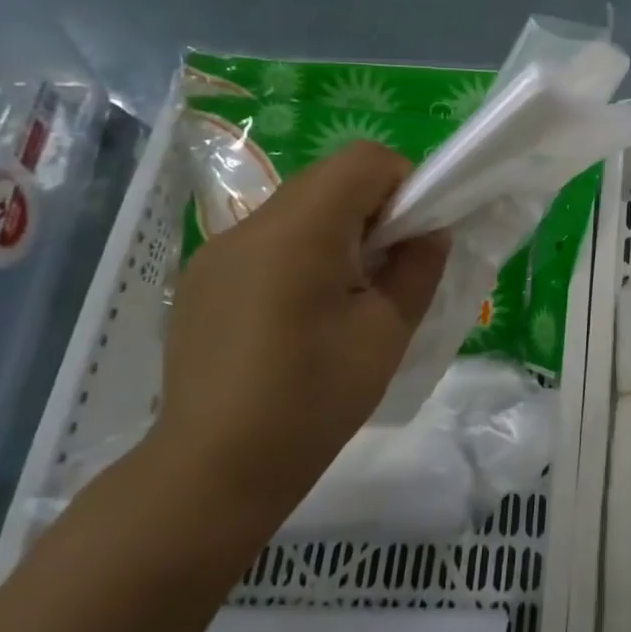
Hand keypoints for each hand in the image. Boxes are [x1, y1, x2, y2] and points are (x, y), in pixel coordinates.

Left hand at [145, 140, 449, 525]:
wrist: (214, 470)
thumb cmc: (314, 399)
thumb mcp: (386, 332)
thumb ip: (417, 268)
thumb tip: (428, 233)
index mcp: (299, 232)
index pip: (364, 161)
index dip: (405, 183)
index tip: (418, 234)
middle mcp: (250, 227)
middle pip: (328, 180)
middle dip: (374, 208)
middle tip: (390, 267)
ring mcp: (217, 253)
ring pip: (297, 210)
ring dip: (337, 231)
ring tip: (348, 296)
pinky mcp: (202, 282)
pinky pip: (266, 243)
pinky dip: (301, 255)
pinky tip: (301, 317)